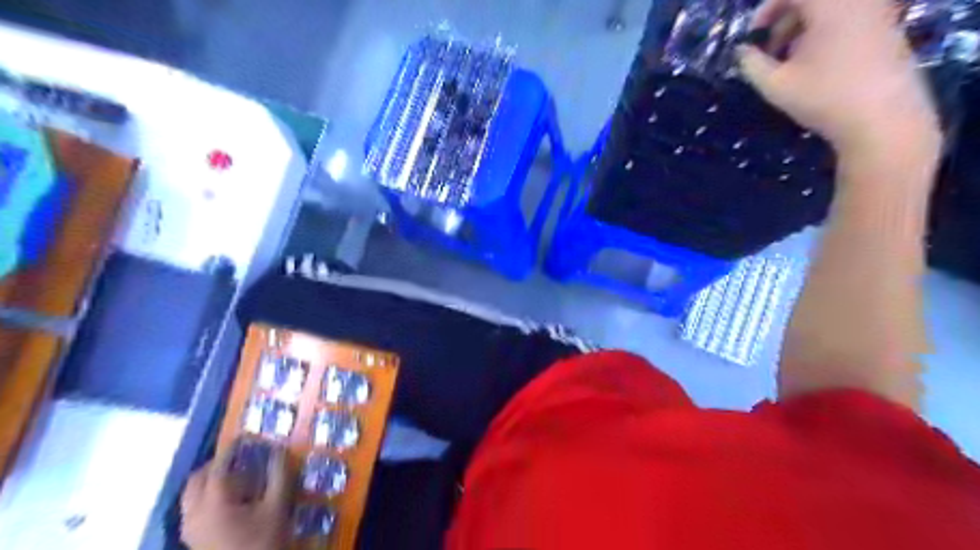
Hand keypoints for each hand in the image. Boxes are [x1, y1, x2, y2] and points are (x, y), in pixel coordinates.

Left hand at [180, 445, 290, 548]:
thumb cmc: (263, 541)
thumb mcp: (277, 506)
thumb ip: (278, 475)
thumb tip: (279, 450)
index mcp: (213, 503)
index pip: (216, 468)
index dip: (230, 450)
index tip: (244, 437)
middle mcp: (194, 514)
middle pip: (196, 480)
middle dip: (215, 464)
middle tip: (239, 456)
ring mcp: (190, 529)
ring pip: (191, 495)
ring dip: (209, 480)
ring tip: (236, 475)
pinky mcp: (193, 540)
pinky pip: (193, 509)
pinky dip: (207, 496)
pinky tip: (231, 499)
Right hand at [734, 0, 940, 168]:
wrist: (883, 117)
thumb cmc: (824, 97)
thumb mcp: (775, 85)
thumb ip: (752, 64)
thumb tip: (742, 51)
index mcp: (830, 5)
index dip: (766, 11)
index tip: (752, 39)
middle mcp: (857, 0)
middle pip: (812, 0)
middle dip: (784, 22)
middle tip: (768, 53)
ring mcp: (877, 11)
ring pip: (830, 10)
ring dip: (802, 29)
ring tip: (789, 62)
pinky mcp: (887, 28)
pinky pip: (848, 18)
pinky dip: (825, 34)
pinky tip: (815, 65)